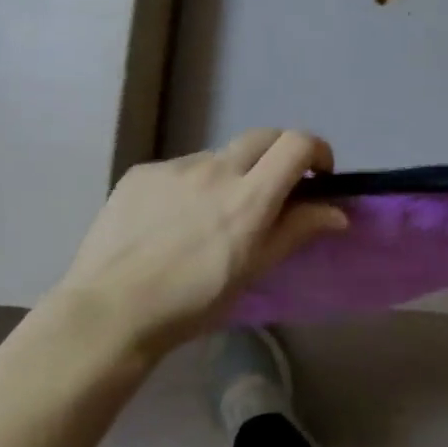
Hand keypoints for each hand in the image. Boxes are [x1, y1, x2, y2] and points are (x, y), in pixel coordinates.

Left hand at [48, 129, 345, 358]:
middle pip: (264, 136)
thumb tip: (337, 211)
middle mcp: (216, 169)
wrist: (109, 310)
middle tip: (273, 189)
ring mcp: (176, 166)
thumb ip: (296, 231)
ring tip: (209, 217)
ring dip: (230, 175)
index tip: (317, 175)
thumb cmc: (191, 302)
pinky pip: (180, 169)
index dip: (316, 150)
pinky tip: (170, 222)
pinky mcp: (143, 171)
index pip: (297, 143)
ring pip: (219, 156)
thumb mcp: (253, 271)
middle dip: (279, 155)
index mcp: (249, 196)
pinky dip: (189, 186)